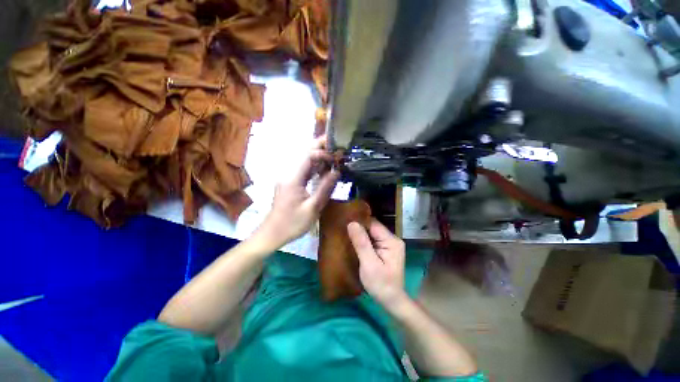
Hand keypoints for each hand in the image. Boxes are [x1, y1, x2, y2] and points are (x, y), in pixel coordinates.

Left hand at [257, 137, 338, 250]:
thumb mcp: (312, 208)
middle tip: (336, 144)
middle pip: (304, 153)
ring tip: (334, 155)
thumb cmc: (292, 223)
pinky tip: (324, 169)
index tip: (337, 157)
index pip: (308, 155)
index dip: (323, 152)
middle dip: (320, 146)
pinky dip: (314, 167)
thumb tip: (337, 171)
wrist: (272, 234)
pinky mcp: (289, 183)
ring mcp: (288, 177)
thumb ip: (325, 188)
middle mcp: (289, 173)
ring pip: (304, 161)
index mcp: (293, 178)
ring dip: (319, 156)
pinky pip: (303, 170)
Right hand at [347, 220, 409, 311]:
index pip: (373, 224)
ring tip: (346, 233)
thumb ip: (361, 243)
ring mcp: (389, 244)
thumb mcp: (369, 264)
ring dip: (360, 234)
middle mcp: (392, 239)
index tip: (345, 221)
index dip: (359, 222)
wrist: (392, 302)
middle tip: (343, 228)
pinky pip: (372, 240)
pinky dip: (363, 240)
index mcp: (391, 241)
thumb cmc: (381, 285)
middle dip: (359, 228)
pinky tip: (353, 242)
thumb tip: (352, 223)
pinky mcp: (385, 249)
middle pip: (373, 227)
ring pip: (371, 233)